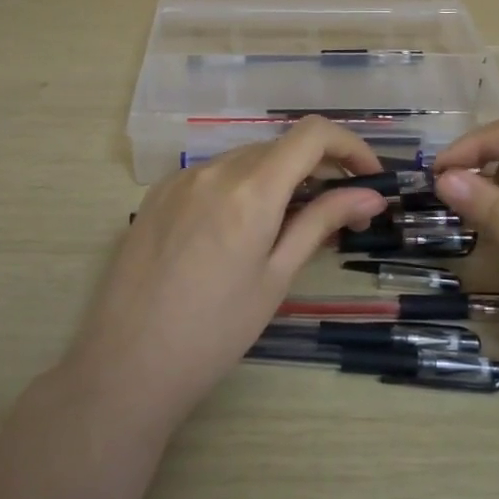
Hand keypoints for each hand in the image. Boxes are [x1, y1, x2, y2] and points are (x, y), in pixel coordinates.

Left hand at [66, 118, 389, 431]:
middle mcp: (215, 169)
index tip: (369, 177)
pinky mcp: (158, 194)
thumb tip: (370, 196)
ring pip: (246, 159)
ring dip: (279, 178)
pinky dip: (241, 186)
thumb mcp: (276, 277)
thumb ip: (321, 223)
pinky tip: (239, 229)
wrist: (127, 364)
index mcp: (250, 189)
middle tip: (338, 212)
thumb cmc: (215, 331)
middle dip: (318, 168)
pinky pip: (213, 174)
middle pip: (281, 146)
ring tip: (289, 225)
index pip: (313, 134)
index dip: (350, 145)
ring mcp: (181, 178)